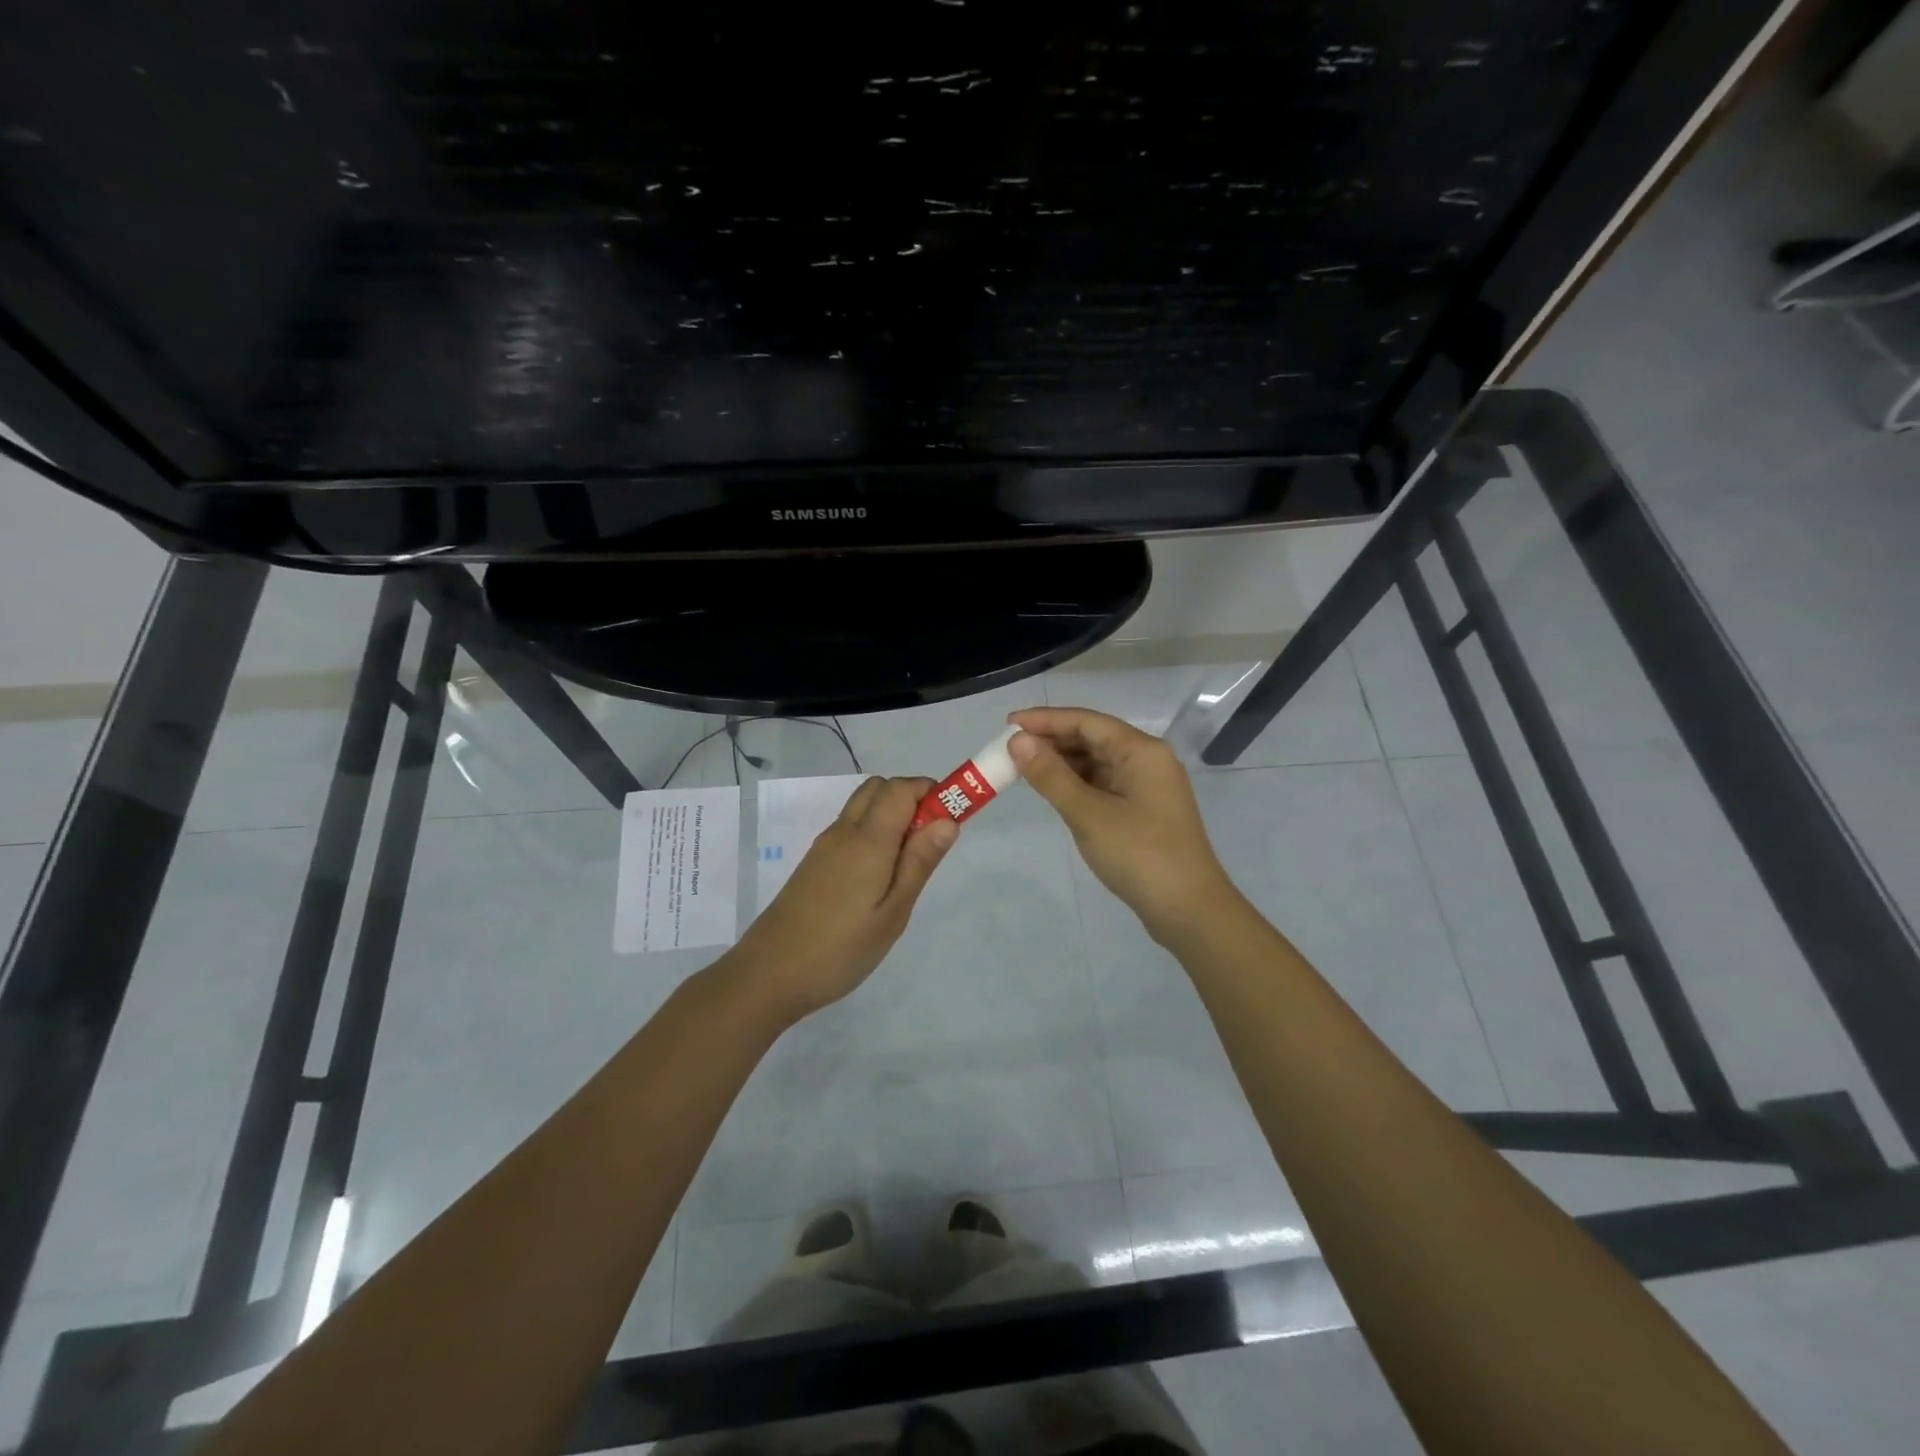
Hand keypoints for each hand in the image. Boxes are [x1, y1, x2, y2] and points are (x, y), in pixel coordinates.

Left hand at [728, 776, 958, 1021]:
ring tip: (906, 865)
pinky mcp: (815, 862)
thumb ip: (919, 862)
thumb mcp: (892, 913)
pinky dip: (872, 832)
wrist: (768, 975)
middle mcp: (844, 831)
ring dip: (891, 815)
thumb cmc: (840, 950)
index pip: (901, 788)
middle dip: (912, 799)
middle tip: (929, 844)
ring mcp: (825, 846)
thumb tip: (948, 819)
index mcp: (867, 840)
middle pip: (880, 788)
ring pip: (863, 807)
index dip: (931, 792)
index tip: (951, 821)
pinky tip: (877, 878)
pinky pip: (850, 828)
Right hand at [1008, 707, 1238, 944]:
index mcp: (1141, 751)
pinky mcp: (1143, 810)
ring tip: (1023, 769)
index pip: (1086, 721)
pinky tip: (1053, 790)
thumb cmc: (1139, 854)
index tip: (1008, 725)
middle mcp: (1147, 760)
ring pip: (1097, 762)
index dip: (1045, 720)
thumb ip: (1051, 775)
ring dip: (1062, 763)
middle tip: (1009, 751)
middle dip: (1051, 741)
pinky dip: (1076, 783)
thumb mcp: (1088, 813)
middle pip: (1093, 738)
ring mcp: (1147, 786)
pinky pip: (1103, 783)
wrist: (1188, 910)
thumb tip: (1018, 741)